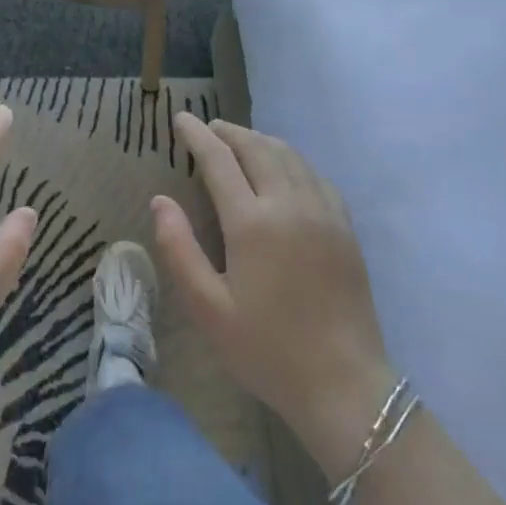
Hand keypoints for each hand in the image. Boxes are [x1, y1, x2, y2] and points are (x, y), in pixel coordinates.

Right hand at [154, 114, 394, 482]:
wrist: (345, 386)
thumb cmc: (267, 349)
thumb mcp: (208, 308)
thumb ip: (179, 248)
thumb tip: (159, 200)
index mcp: (252, 223)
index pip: (219, 160)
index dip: (197, 135)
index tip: (181, 118)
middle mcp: (290, 205)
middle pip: (256, 147)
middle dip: (229, 131)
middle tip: (207, 128)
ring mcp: (323, 213)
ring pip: (289, 155)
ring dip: (260, 140)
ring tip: (239, 141)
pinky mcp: (345, 228)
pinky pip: (315, 175)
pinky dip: (291, 159)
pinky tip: (283, 170)